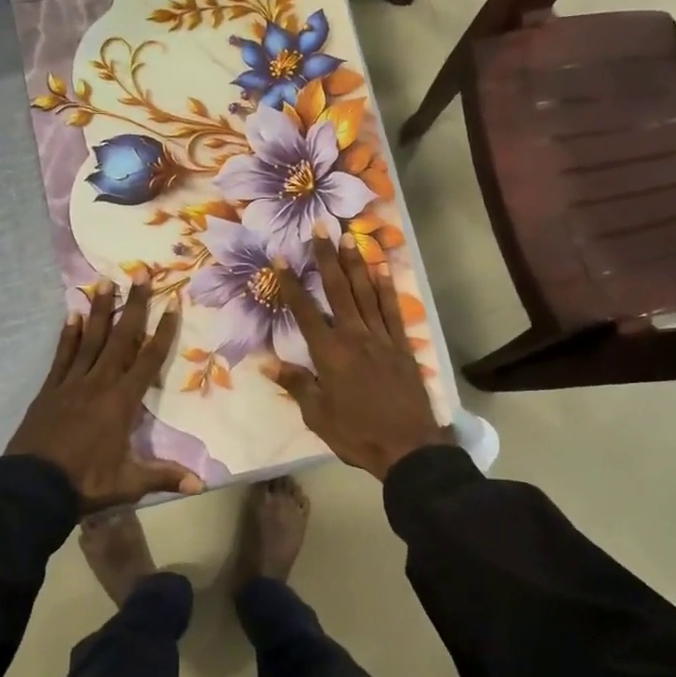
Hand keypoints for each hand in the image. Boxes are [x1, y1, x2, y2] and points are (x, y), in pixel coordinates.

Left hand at [7, 280, 204, 510]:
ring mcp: (71, 383)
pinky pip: (62, 355)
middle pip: (121, 338)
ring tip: (105, 282)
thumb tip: (201, 485)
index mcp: (121, 402)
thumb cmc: (85, 483)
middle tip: (140, 272)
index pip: (148, 360)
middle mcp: (99, 383)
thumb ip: (164, 477)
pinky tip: (73, 315)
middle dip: (134, 305)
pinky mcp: (50, 390)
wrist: (32, 488)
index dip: (163, 331)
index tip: (173, 302)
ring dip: (100, 310)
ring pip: (90, 339)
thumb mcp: (129, 483)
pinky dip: (69, 335)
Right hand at [265, 236, 452, 480]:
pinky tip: (382, 268)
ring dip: (356, 263)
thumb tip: (267, 362)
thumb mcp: (317, 416)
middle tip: (321, 228)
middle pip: (338, 290)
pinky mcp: (402, 345)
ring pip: (366, 293)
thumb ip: (296, 384)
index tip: (280, 258)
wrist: (408, 447)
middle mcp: (354, 336)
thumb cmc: (357, 434)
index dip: (291, 284)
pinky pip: (392, 310)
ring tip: (349, 237)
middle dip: (327, 258)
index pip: (304, 312)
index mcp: (329, 354)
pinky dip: (387, 287)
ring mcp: (381, 338)